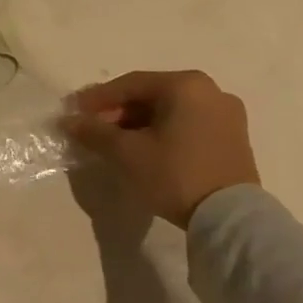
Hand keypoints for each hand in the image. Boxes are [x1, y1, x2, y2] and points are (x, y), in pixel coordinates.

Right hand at [61, 70, 259, 228]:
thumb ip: (95, 132)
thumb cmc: (175, 174)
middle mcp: (210, 91)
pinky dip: (162, 132)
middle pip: (152, 95)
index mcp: (186, 85)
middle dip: (118, 111)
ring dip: (138, 123)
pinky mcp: (232, 139)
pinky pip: (187, 124)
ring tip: (114, 142)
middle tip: (92, 128)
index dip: (98, 98)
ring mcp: (226, 115)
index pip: (131, 84)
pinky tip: (143, 149)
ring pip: (170, 111)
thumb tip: (69, 121)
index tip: (74, 111)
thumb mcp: (126, 152)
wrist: (229, 218)